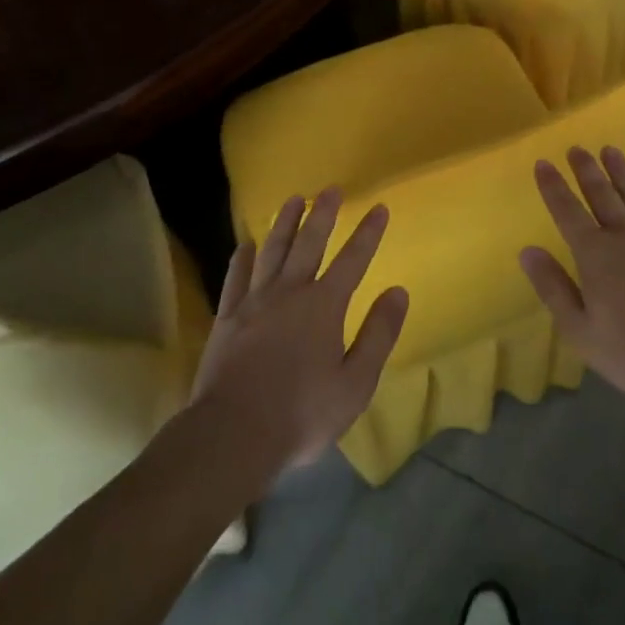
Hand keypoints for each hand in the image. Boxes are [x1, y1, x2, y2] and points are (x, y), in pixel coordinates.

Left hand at [191, 189, 408, 472]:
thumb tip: (398, 292)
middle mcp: (290, 293)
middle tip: (330, 190)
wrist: (233, 435)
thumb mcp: (355, 382)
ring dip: (284, 224)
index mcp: (324, 306)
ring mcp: (254, 303)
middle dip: (323, 214)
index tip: (379, 207)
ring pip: (272, 251)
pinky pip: (236, 279)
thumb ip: (378, 334)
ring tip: (292, 200)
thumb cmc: (302, 413)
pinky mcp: (227, 319)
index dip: (368, 233)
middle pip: (309, 243)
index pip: (353, 260)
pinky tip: (246, 245)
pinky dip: (242, 259)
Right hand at [519, 147, 624, 403]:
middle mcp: (624, 234)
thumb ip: (552, 287)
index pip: (566, 212)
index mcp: (594, 254)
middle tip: (576, 148)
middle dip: (585, 171)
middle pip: (600, 195)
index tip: (542, 163)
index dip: (553, 187)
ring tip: (609, 149)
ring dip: (620, 169)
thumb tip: (527, 251)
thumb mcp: (579, 330)